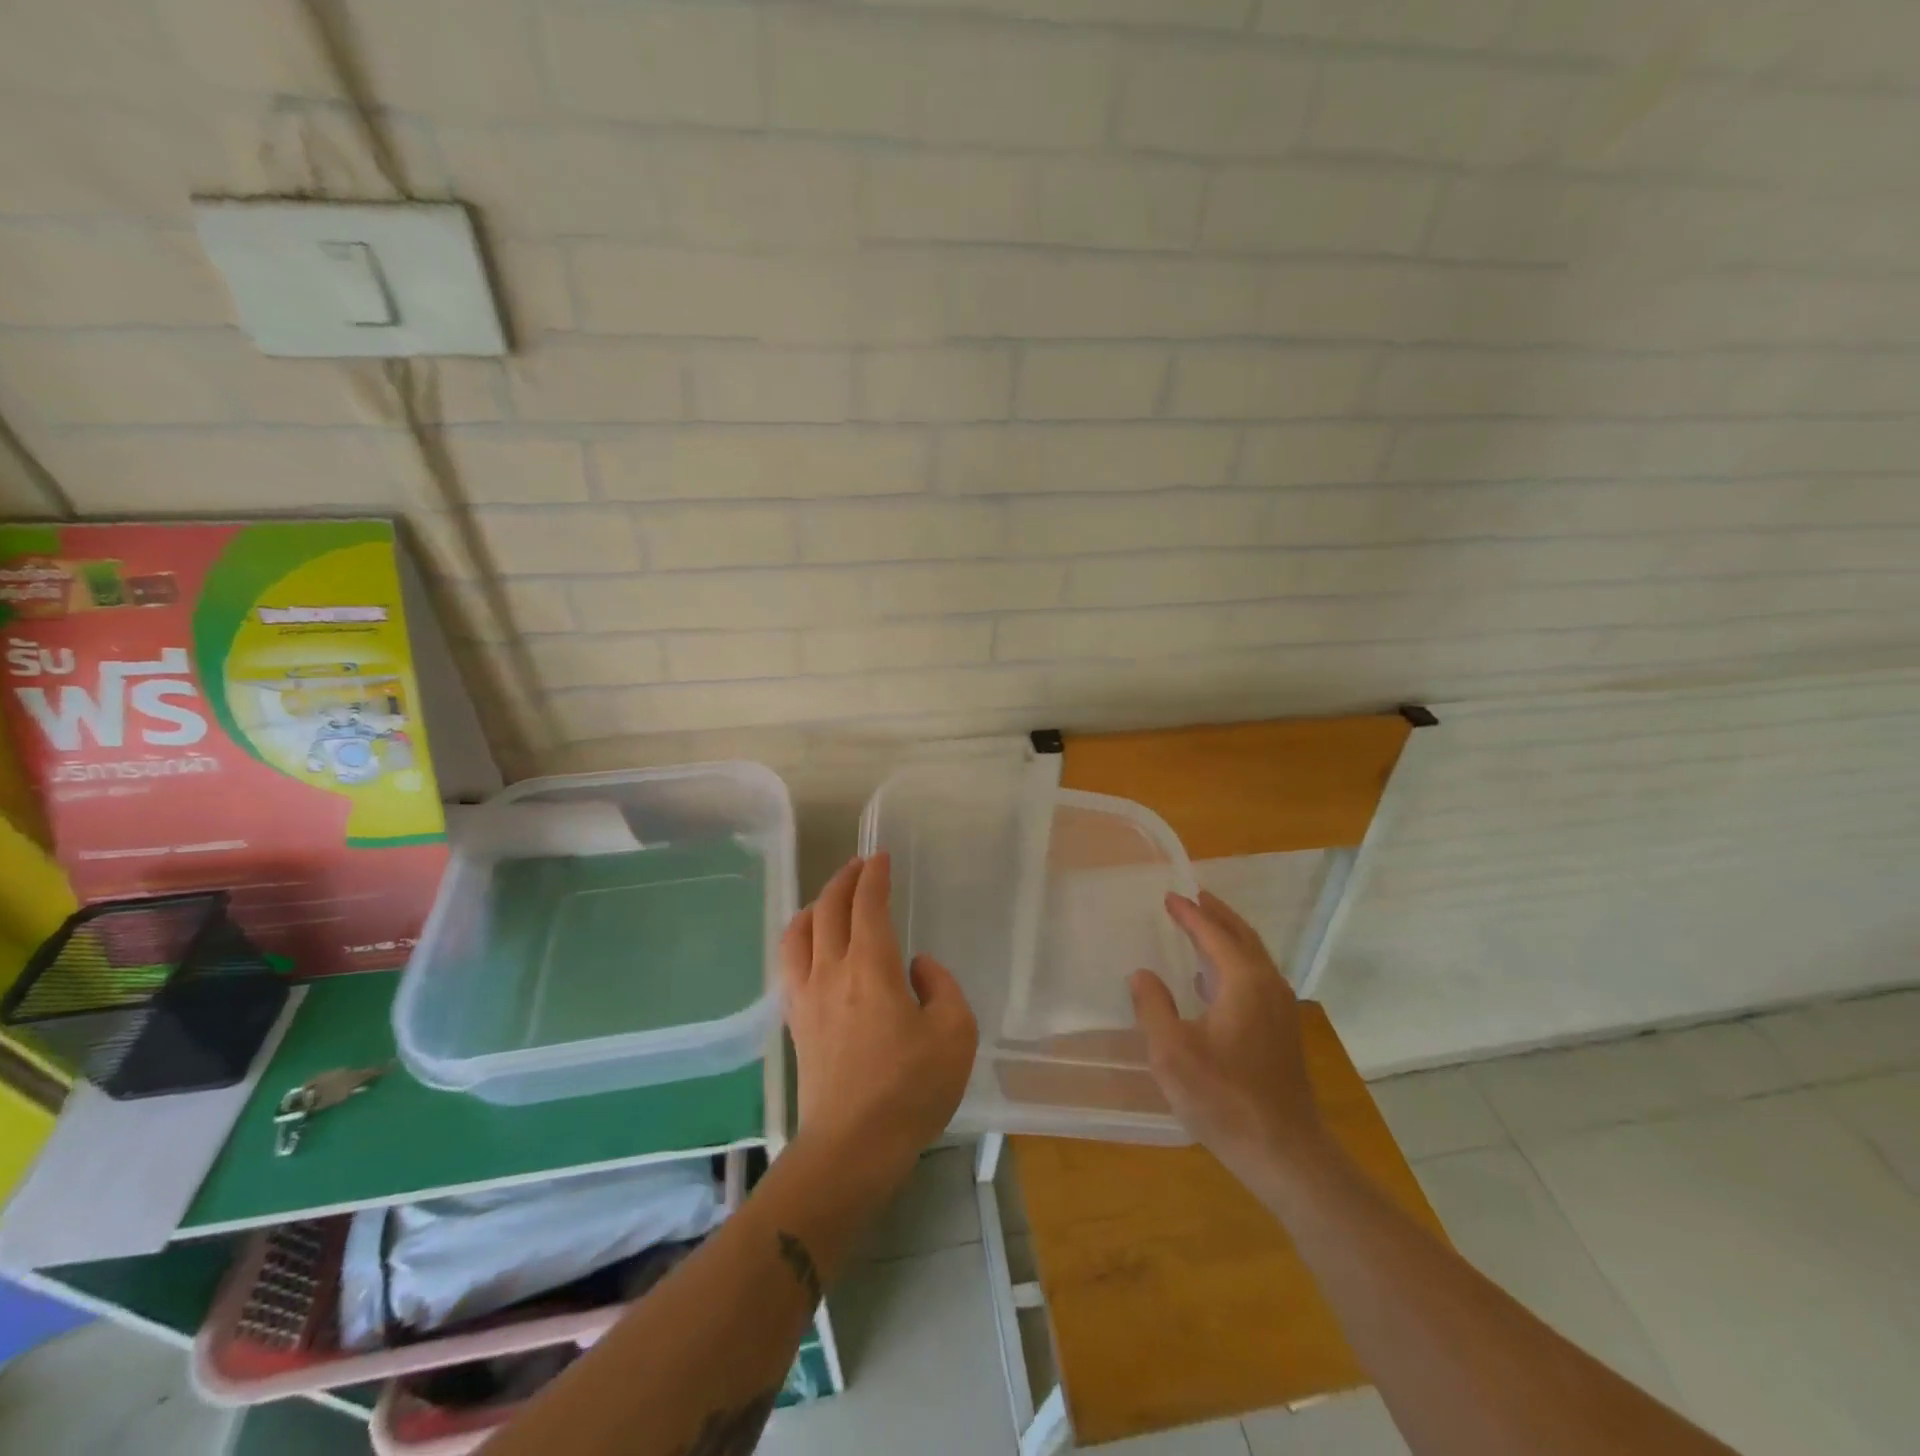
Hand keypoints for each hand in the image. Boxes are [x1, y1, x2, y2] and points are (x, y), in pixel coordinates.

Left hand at [780, 854, 977, 1183]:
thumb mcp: (954, 1033)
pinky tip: (809, 945)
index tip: (881, 858)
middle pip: (829, 909)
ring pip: (800, 932)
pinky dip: (799, 938)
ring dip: (816, 905)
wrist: (852, 1147)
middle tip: (859, 866)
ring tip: (830, 899)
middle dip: (844, 880)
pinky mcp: (797, 1022)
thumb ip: (941, 986)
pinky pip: (789, 963)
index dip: (874, 876)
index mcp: (871, 967)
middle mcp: (832, 971)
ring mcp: (807, 996)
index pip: (868, 904)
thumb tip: (916, 966)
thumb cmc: (910, 1089)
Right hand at [1130, 891, 1326, 1183]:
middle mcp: (1268, 986)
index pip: (1214, 934)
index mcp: (1244, 982)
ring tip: (1204, 926)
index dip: (1190, 914)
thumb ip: (1153, 1007)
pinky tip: (1215, 979)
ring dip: (1228, 936)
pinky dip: (1236, 961)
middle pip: (1242, 937)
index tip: (1170, 896)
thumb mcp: (1172, 1052)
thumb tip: (1142, 975)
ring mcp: (1281, 1010)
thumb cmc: (1224, 1098)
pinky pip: (1257, 978)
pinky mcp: (1282, 1033)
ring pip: (1254, 958)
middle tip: (1194, 896)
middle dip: (1217, 914)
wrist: (1284, 1152)